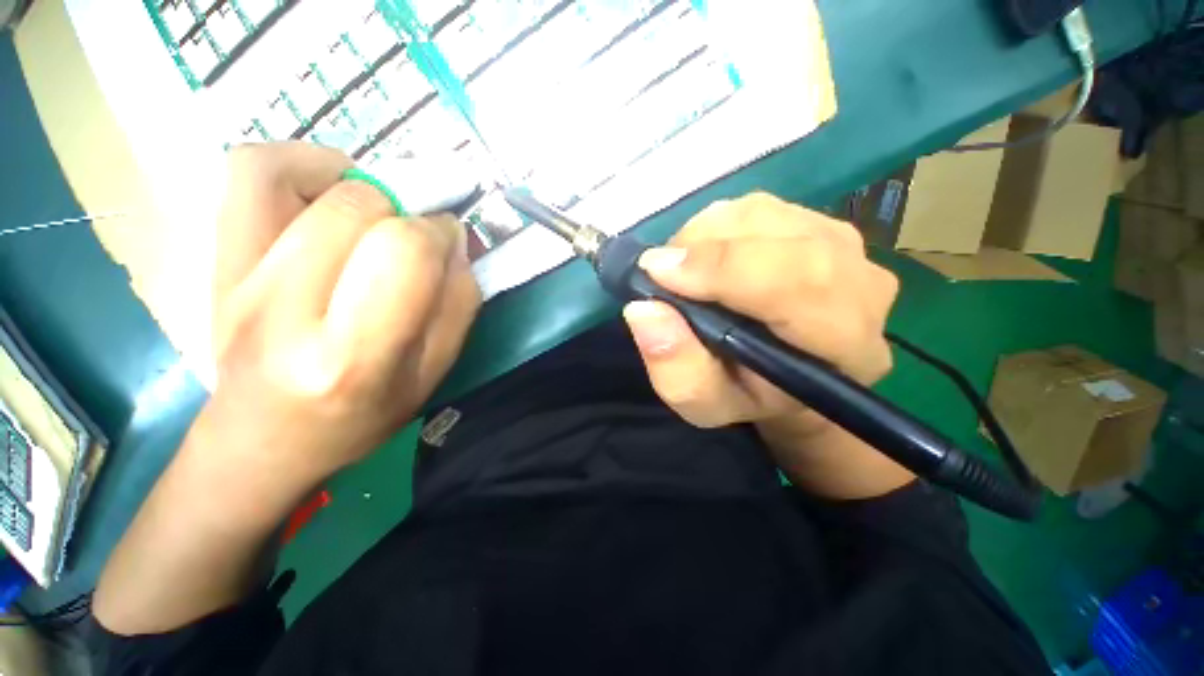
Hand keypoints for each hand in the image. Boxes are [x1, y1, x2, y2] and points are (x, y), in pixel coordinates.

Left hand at [206, 142, 480, 489]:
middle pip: (357, 208)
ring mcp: (237, 277)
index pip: (403, 252)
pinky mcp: (217, 258)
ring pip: (298, 178)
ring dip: (361, 183)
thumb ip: (457, 307)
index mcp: (352, 356)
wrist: (262, 439)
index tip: (449, 243)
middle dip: (407, 211)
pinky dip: (299, 162)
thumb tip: (455, 243)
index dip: (437, 234)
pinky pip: (249, 173)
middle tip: (417, 235)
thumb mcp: (432, 376)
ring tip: (378, 212)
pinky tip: (329, 189)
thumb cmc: (359, 418)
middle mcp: (284, 310)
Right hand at [622, 192, 911, 497]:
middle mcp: (861, 284)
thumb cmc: (747, 394)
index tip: (658, 272)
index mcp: (845, 344)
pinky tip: (705, 258)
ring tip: (683, 273)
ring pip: (761, 215)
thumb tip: (644, 310)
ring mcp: (845, 245)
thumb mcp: (704, 403)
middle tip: (660, 272)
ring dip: (704, 238)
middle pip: (780, 238)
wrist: (786, 373)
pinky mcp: (818, 223)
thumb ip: (678, 370)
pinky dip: (715, 228)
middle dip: (703, 249)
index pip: (799, 283)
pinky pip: (756, 208)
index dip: (723, 270)